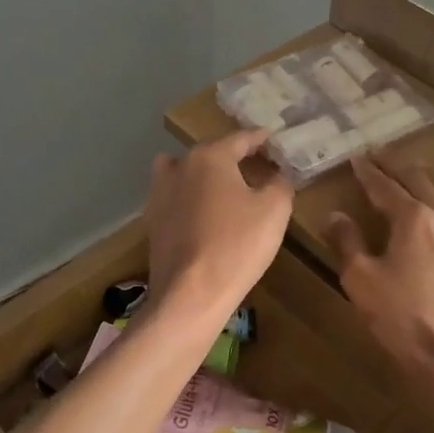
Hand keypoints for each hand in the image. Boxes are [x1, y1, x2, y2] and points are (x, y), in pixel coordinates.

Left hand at [147, 131, 294, 314]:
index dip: (260, 139)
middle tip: (256, 166)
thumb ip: (280, 183)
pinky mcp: (152, 221)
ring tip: (224, 189)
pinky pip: (176, 199)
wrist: (191, 293)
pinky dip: (191, 200)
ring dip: (204, 175)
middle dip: (233, 157)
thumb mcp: (274, 210)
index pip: (240, 139)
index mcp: (209, 157)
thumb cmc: (237, 245)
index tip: (273, 139)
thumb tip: (277, 176)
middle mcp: (179, 166)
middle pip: (210, 153)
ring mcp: (159, 194)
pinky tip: (205, 216)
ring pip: (185, 173)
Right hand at [324, 157, 433, 412]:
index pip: (386, 186)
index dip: (369, 172)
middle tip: (384, 156)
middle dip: (399, 166)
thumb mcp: (363, 283)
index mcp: (414, 219)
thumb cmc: (406, 322)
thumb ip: (347, 243)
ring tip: (424, 177)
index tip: (358, 158)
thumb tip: (335, 215)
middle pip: (423, 181)